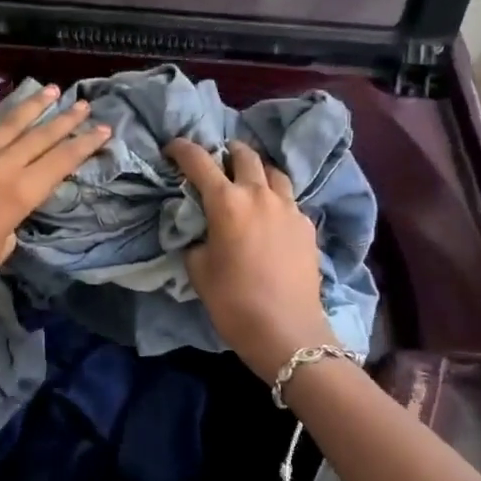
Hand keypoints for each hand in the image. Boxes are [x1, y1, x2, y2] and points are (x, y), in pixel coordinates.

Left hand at [0, 86, 108, 323]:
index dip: (84, 144)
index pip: (59, 161)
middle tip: (84, 104)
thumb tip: (11, 207)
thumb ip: (13, 219)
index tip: (104, 129)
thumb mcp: (1, 249)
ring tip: (49, 91)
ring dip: (30, 108)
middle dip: (64, 120)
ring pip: (6, 126)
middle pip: (38, 137)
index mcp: (17, 194)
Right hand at [167, 138, 333, 382]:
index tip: (172, 148)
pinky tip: (270, 215)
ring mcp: (289, 208)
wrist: (286, 331)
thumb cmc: (233, 301)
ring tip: (249, 180)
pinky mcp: (307, 226)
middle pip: (244, 155)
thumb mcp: (198, 269)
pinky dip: (276, 197)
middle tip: (217, 160)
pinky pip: (289, 199)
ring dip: (257, 170)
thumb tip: (201, 230)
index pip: (199, 161)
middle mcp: (259, 194)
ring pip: (274, 172)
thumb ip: (195, 239)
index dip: (182, 149)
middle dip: (227, 151)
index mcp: (226, 201)